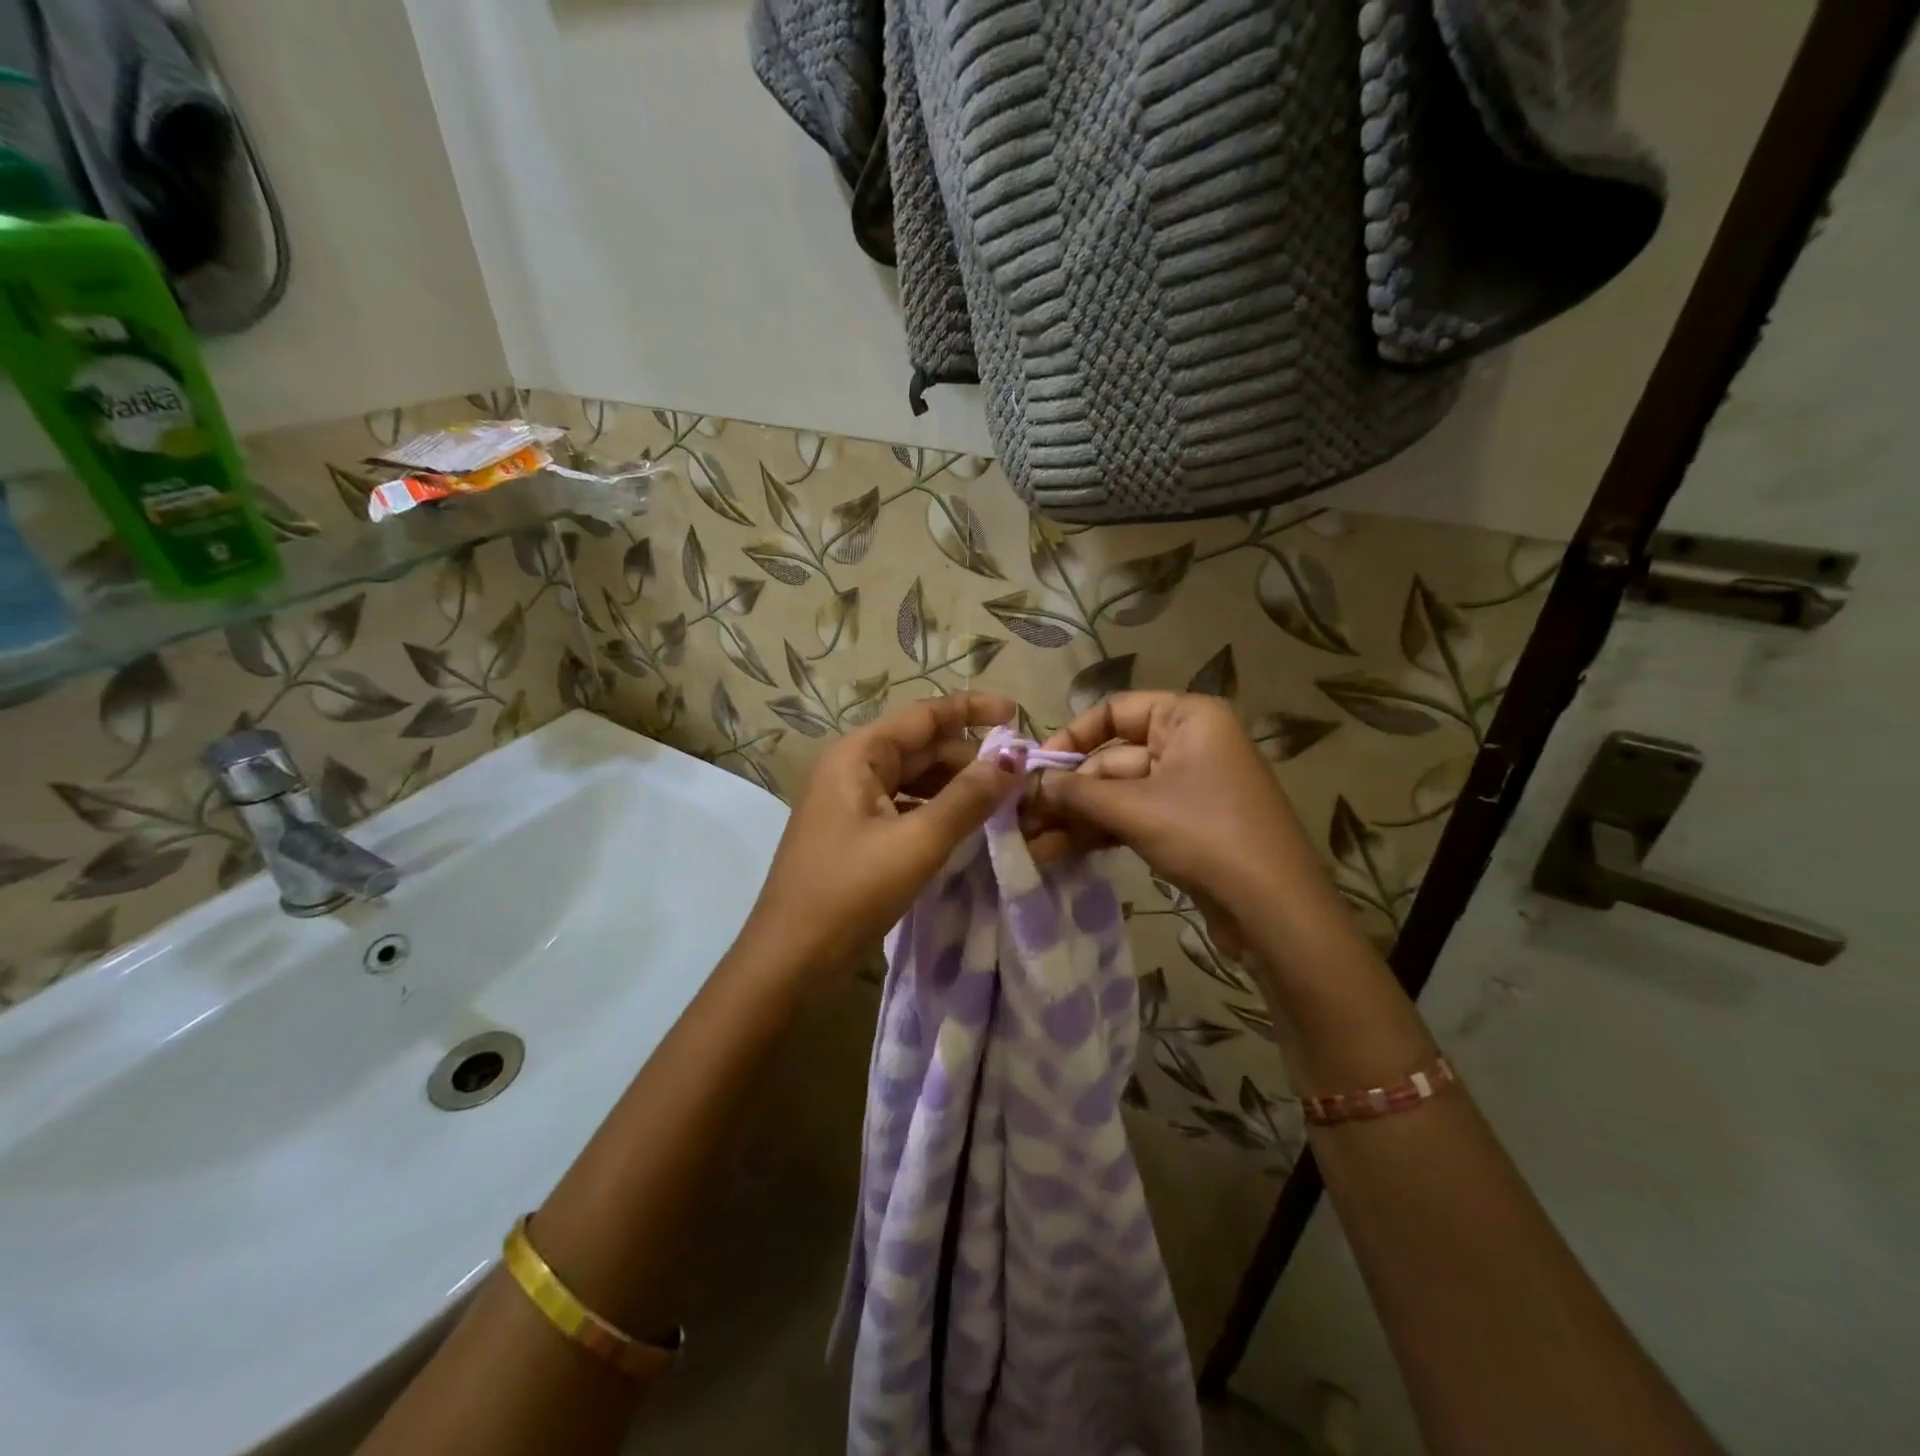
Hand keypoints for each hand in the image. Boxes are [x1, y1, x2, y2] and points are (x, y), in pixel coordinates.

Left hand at [738, 691, 1020, 975]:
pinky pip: (904, 805)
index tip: (1018, 713)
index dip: (973, 710)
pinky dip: (937, 810)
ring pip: (914, 778)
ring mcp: (850, 801)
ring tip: (1002, 801)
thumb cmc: (850, 892)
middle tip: (1020, 776)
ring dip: (956, 785)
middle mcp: (851, 767)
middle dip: (969, 756)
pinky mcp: (855, 832)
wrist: (788, 958)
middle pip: (921, 746)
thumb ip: (968, 798)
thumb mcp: (917, 843)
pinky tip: (966, 826)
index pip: (924, 715)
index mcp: (857, 755)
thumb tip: (1014, 758)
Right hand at [1026, 692, 1347, 957]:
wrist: (1276, 912)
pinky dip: (1101, 832)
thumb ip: (1077, 791)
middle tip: (1022, 816)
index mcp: (1189, 718)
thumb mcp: (1135, 808)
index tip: (1037, 767)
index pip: (1116, 710)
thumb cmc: (1206, 835)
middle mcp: (1191, 744)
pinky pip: (1134, 818)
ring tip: (1032, 841)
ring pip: (1120, 793)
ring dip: (1078, 816)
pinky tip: (1059, 851)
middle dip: (1068, 790)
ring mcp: (1189, 788)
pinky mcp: (1187, 826)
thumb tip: (1030, 783)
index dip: (1073, 736)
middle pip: (1113, 758)